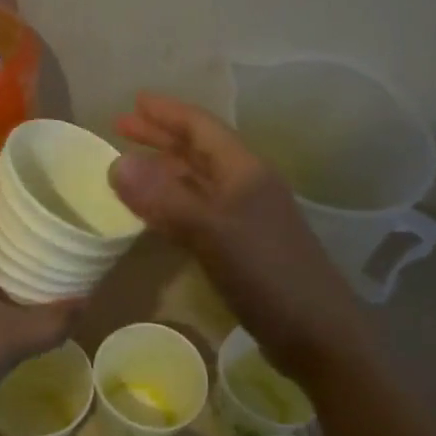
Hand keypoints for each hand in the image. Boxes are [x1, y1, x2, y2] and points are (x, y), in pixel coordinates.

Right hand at [108, 93, 378, 388]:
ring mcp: (246, 217)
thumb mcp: (211, 232)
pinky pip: (198, 211)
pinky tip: (155, 212)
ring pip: (198, 181)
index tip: (134, 101)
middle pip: (198, 150)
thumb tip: (116, 163)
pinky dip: (173, 203)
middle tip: (121, 126)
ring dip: (165, 169)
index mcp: (244, 171)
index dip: (167, 112)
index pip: (201, 127)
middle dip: (161, 136)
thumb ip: (164, 198)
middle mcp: (246, 185)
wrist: (318, 334)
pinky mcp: (242, 246)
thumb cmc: (267, 274)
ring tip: (130, 165)